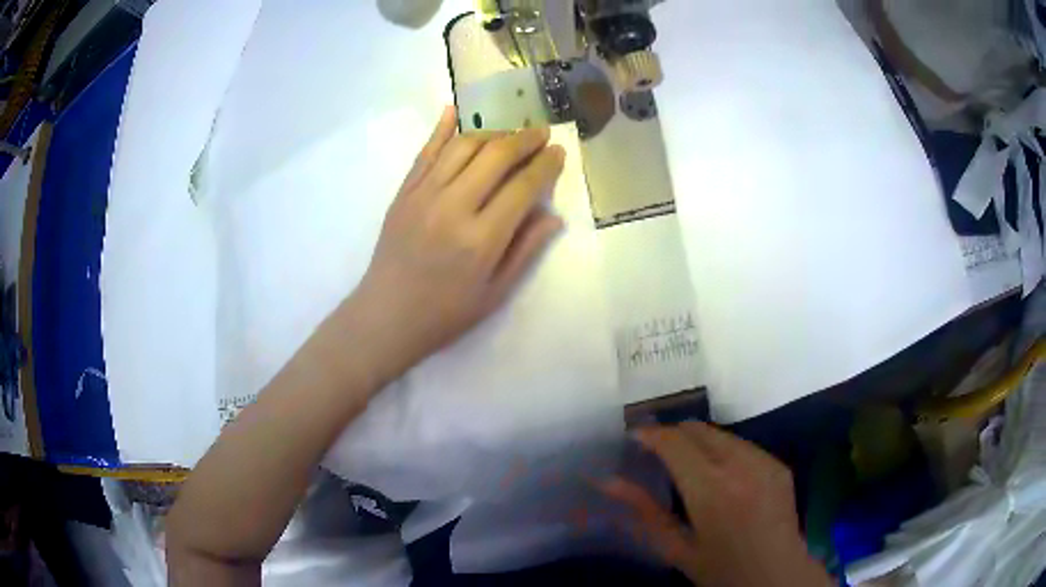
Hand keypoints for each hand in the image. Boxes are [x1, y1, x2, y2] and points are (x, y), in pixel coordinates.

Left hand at [340, 106, 565, 386]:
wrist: (387, 316)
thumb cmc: (446, 313)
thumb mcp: (495, 293)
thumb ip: (526, 250)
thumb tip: (553, 215)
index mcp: (481, 239)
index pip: (522, 187)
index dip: (545, 165)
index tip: (559, 152)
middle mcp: (453, 207)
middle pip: (495, 156)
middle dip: (523, 139)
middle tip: (541, 134)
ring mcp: (423, 195)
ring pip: (462, 146)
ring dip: (491, 132)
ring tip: (509, 133)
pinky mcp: (403, 192)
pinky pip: (425, 152)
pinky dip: (441, 129)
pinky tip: (454, 111)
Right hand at [602, 423, 831, 586]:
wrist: (777, 575)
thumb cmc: (721, 570)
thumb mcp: (676, 548)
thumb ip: (644, 511)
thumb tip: (608, 482)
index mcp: (711, 489)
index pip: (674, 442)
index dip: (650, 434)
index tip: (632, 437)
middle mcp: (741, 465)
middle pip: (697, 429)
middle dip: (671, 434)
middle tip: (653, 453)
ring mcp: (765, 460)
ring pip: (720, 434)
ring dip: (697, 441)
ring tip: (684, 465)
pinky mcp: (778, 464)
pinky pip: (742, 445)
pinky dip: (721, 451)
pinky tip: (718, 476)